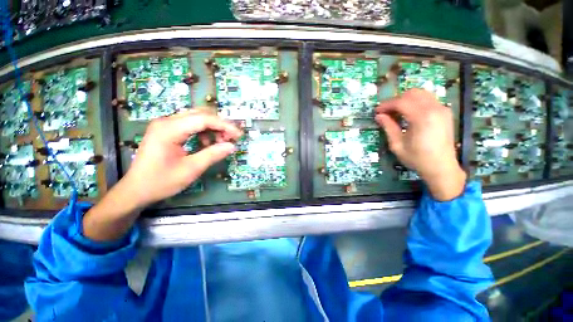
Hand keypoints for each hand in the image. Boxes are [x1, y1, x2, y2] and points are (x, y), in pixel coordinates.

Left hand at [82, 110, 241, 240]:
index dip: (224, 126)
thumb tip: (232, 146)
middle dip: (219, 125)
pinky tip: (206, 144)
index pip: (204, 119)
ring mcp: (166, 125)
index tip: (238, 135)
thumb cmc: (161, 181)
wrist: (136, 189)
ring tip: (220, 143)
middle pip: (200, 114)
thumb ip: (212, 155)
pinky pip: (190, 125)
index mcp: (169, 129)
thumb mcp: (191, 169)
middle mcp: (167, 121)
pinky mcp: (167, 130)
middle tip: (230, 139)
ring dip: (212, 128)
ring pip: (196, 118)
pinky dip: (203, 132)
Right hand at [375, 89, 466, 200]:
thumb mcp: (397, 145)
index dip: (386, 105)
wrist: (441, 167)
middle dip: (396, 100)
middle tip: (386, 112)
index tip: (377, 111)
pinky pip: (428, 99)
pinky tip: (409, 114)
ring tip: (396, 112)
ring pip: (421, 94)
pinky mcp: (445, 112)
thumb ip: (388, 127)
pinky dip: (416, 102)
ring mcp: (442, 109)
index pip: (401, 102)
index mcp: (422, 118)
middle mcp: (435, 109)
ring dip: (406, 100)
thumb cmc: (417, 158)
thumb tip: (379, 116)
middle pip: (412, 93)